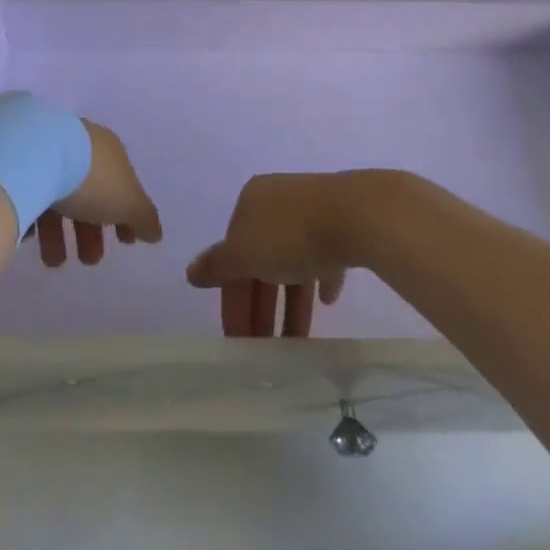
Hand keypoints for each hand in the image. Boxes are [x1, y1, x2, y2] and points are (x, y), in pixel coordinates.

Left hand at [35, 120, 162, 268]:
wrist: (33, 155)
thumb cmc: (90, 178)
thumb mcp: (128, 202)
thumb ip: (144, 218)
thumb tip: (156, 233)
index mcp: (108, 150)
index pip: (122, 184)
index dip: (127, 214)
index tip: (126, 243)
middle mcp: (79, 145)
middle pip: (89, 193)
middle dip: (91, 231)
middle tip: (89, 261)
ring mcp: (46, 151)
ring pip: (57, 197)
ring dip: (59, 235)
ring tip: (53, 262)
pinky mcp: (19, 162)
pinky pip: (30, 193)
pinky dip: (33, 217)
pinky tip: (30, 239)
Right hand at [187, 172, 378, 337]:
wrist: (358, 214)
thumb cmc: (292, 235)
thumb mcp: (245, 254)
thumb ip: (218, 266)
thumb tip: (191, 273)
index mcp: (250, 203)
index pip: (232, 256)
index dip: (232, 300)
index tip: (238, 341)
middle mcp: (278, 201)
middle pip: (261, 260)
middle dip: (262, 306)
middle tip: (264, 348)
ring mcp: (312, 209)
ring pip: (293, 261)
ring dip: (291, 302)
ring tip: (298, 341)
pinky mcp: (343, 222)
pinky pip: (325, 255)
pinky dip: (320, 279)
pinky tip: (327, 300)